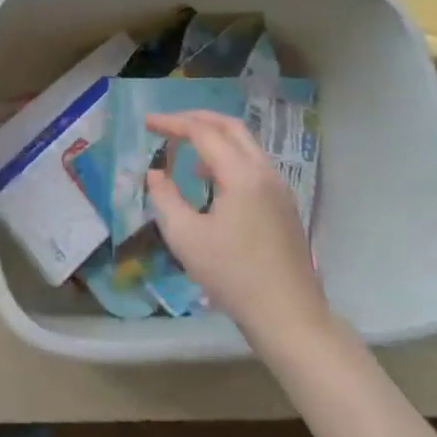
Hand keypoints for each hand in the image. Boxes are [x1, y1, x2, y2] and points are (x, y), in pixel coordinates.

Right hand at [145, 110, 337, 363]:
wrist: (289, 317)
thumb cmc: (233, 275)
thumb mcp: (185, 237)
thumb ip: (165, 197)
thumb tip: (155, 173)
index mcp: (242, 175)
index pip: (203, 132)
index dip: (172, 123)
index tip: (146, 122)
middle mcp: (264, 173)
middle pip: (231, 127)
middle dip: (197, 119)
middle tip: (168, 124)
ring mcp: (279, 189)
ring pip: (245, 145)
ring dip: (214, 139)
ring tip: (185, 153)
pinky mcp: (283, 207)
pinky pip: (253, 165)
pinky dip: (227, 158)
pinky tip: (211, 182)